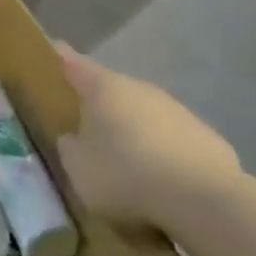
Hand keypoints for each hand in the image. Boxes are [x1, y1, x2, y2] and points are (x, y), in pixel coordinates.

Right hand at [54, 42, 240, 231]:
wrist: (205, 202)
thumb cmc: (126, 175)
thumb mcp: (77, 167)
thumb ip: (70, 146)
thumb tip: (74, 138)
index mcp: (102, 86)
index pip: (71, 61)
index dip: (58, 58)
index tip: (49, 53)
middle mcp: (139, 88)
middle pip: (111, 91)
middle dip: (98, 107)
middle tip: (85, 130)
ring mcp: (177, 110)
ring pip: (144, 115)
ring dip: (133, 132)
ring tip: (126, 166)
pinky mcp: (207, 138)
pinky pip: (173, 141)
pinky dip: (163, 154)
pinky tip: (162, 183)